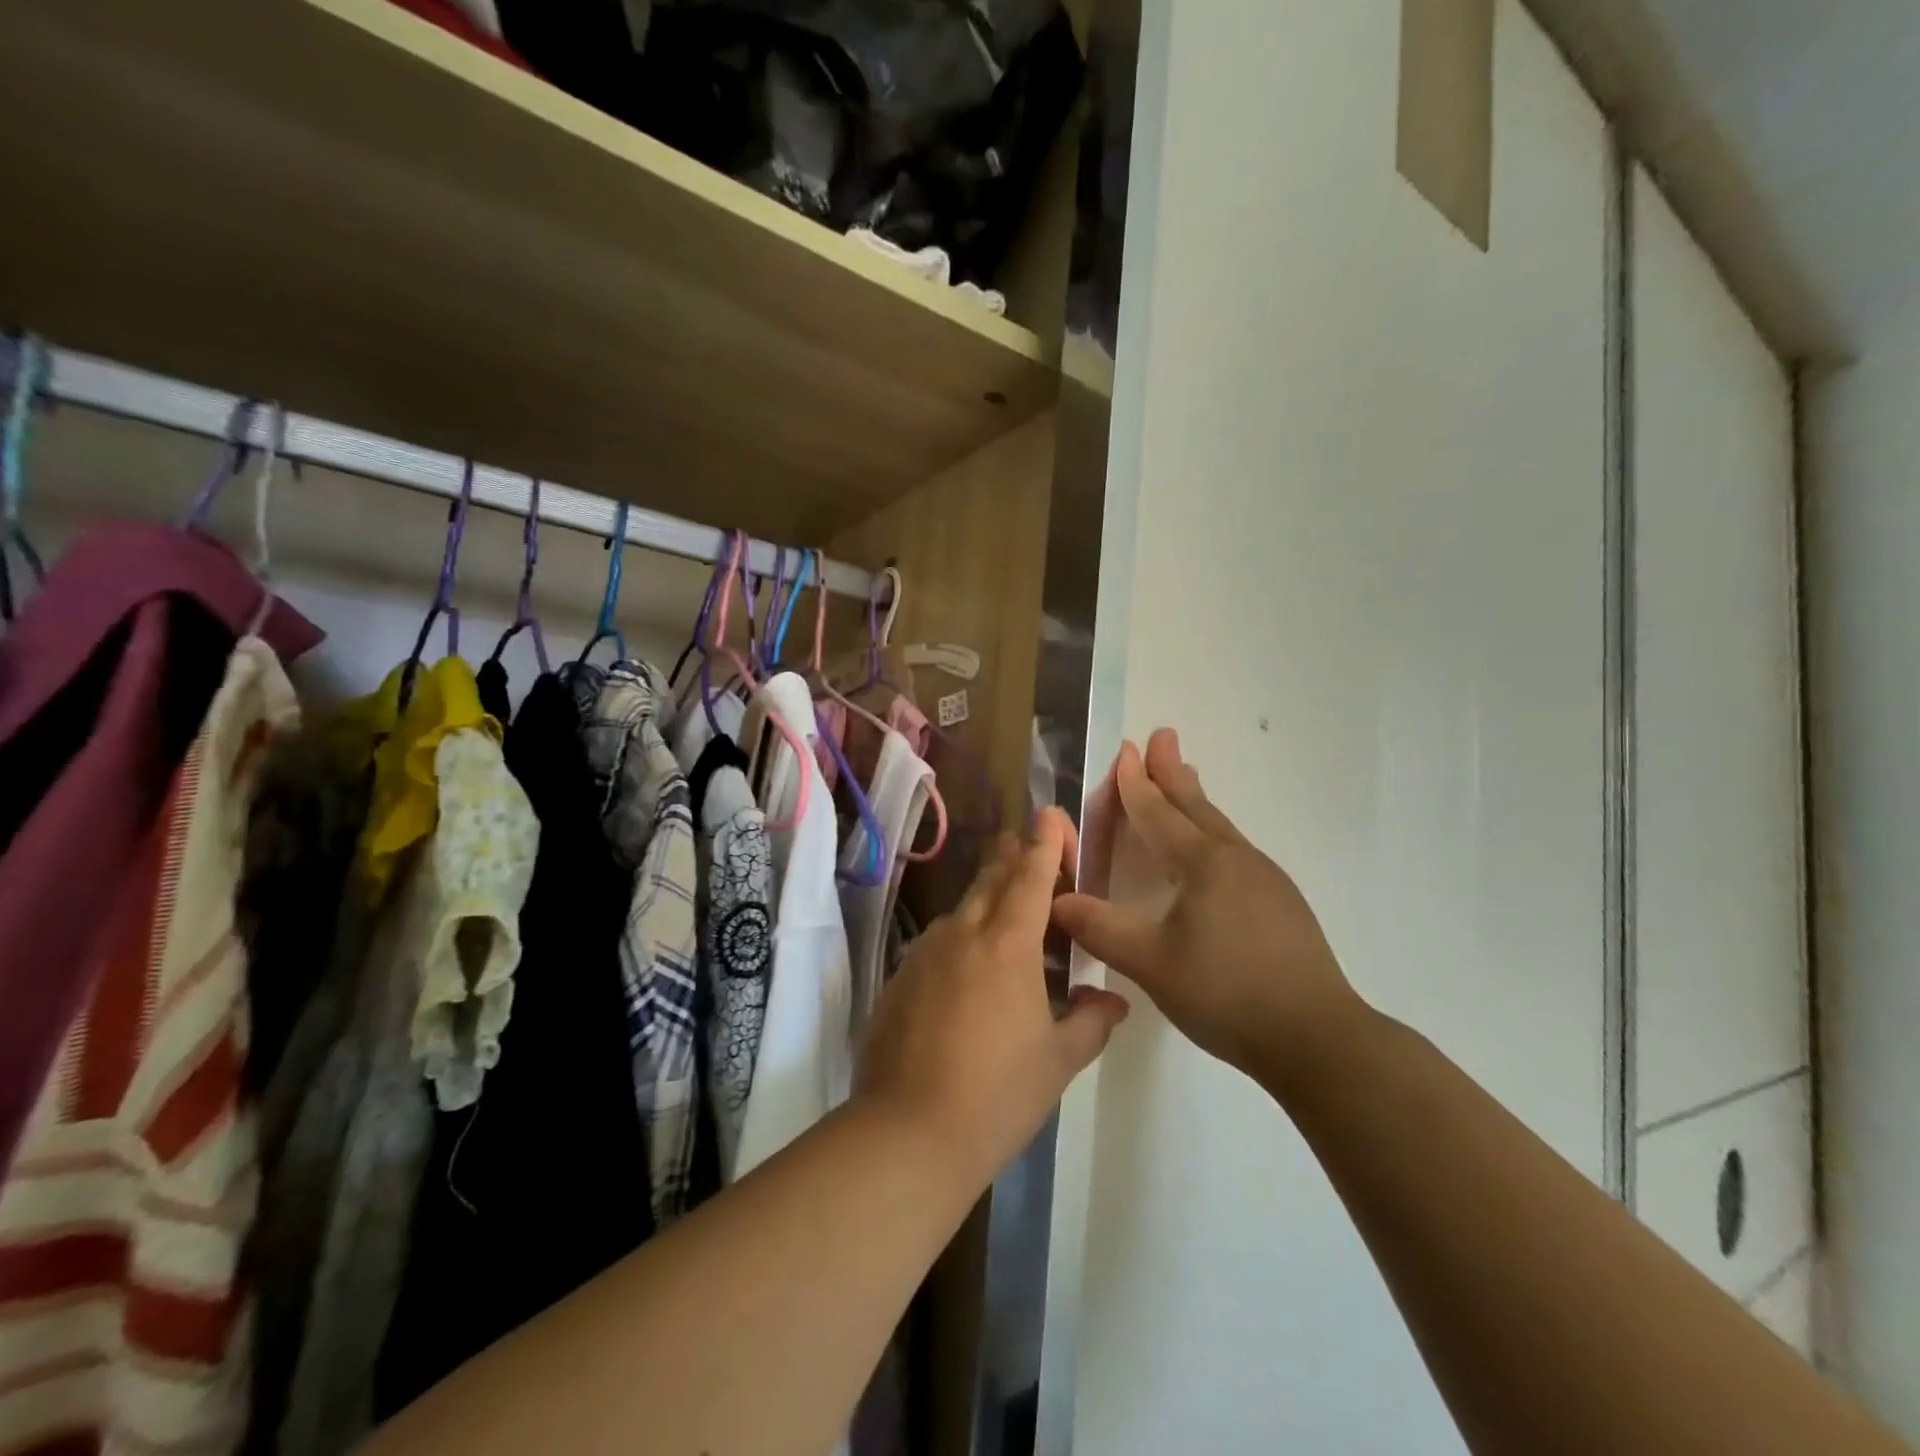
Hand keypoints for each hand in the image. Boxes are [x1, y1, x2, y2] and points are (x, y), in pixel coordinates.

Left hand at [856, 807, 1130, 1184]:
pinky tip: (971, 973)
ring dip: (989, 901)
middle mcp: (963, 933)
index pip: (1030, 875)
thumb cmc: (997, 1093)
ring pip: (963, 909)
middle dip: (1014, 858)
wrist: (907, 1131)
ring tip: (1010, 919)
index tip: (1050, 814)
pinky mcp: (900, 977)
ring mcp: (924, 953)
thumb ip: (1091, 1021)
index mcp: (1007, 943)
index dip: (1044, 842)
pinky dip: (962, 940)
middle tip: (1030, 848)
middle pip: (992, 878)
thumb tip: (1113, 1000)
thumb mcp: (1058, 1060)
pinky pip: (939, 942)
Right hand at [1052, 729, 1365, 1084]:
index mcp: (1203, 864)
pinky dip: (1211, 832)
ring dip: (1194, 800)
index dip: (1135, 784)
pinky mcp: (1282, 903)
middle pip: (1195, 806)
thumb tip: (1057, 899)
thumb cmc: (1228, 994)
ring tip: (1184, 780)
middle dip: (1171, 772)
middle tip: (1162, 736)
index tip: (1125, 749)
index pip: (1158, 813)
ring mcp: (1266, 880)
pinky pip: (1235, 850)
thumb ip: (1101, 929)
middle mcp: (1236, 860)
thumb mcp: (1152, 964)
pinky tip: (1212, 853)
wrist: (1318, 1038)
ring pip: (1220, 827)